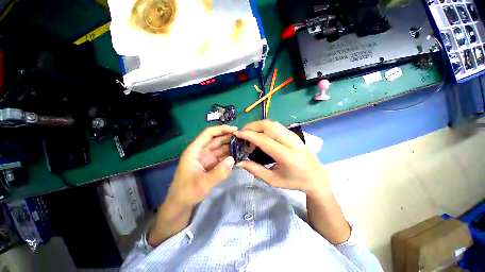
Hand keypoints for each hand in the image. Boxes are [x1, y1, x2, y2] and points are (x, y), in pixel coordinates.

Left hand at [167, 125, 236, 207]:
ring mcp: (206, 158)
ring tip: (243, 145)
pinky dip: (229, 156)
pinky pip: (221, 157)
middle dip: (228, 137)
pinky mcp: (211, 165)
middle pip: (216, 140)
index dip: (221, 129)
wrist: (180, 204)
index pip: (208, 134)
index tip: (234, 129)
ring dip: (230, 146)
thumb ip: (219, 172)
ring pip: (220, 148)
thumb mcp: (203, 184)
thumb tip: (233, 159)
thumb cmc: (187, 192)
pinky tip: (238, 155)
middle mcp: (201, 152)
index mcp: (195, 151)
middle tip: (242, 137)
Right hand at [235, 120, 329, 197]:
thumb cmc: (294, 182)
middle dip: (252, 126)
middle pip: (268, 125)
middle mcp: (291, 142)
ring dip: (258, 125)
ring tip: (249, 134)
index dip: (249, 135)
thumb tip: (239, 162)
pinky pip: (276, 126)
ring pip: (272, 123)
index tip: (237, 134)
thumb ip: (255, 170)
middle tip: (242, 133)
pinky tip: (260, 134)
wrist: (316, 177)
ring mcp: (293, 135)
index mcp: (286, 156)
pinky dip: (265, 127)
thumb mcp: (273, 180)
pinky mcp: (293, 134)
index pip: (264, 139)